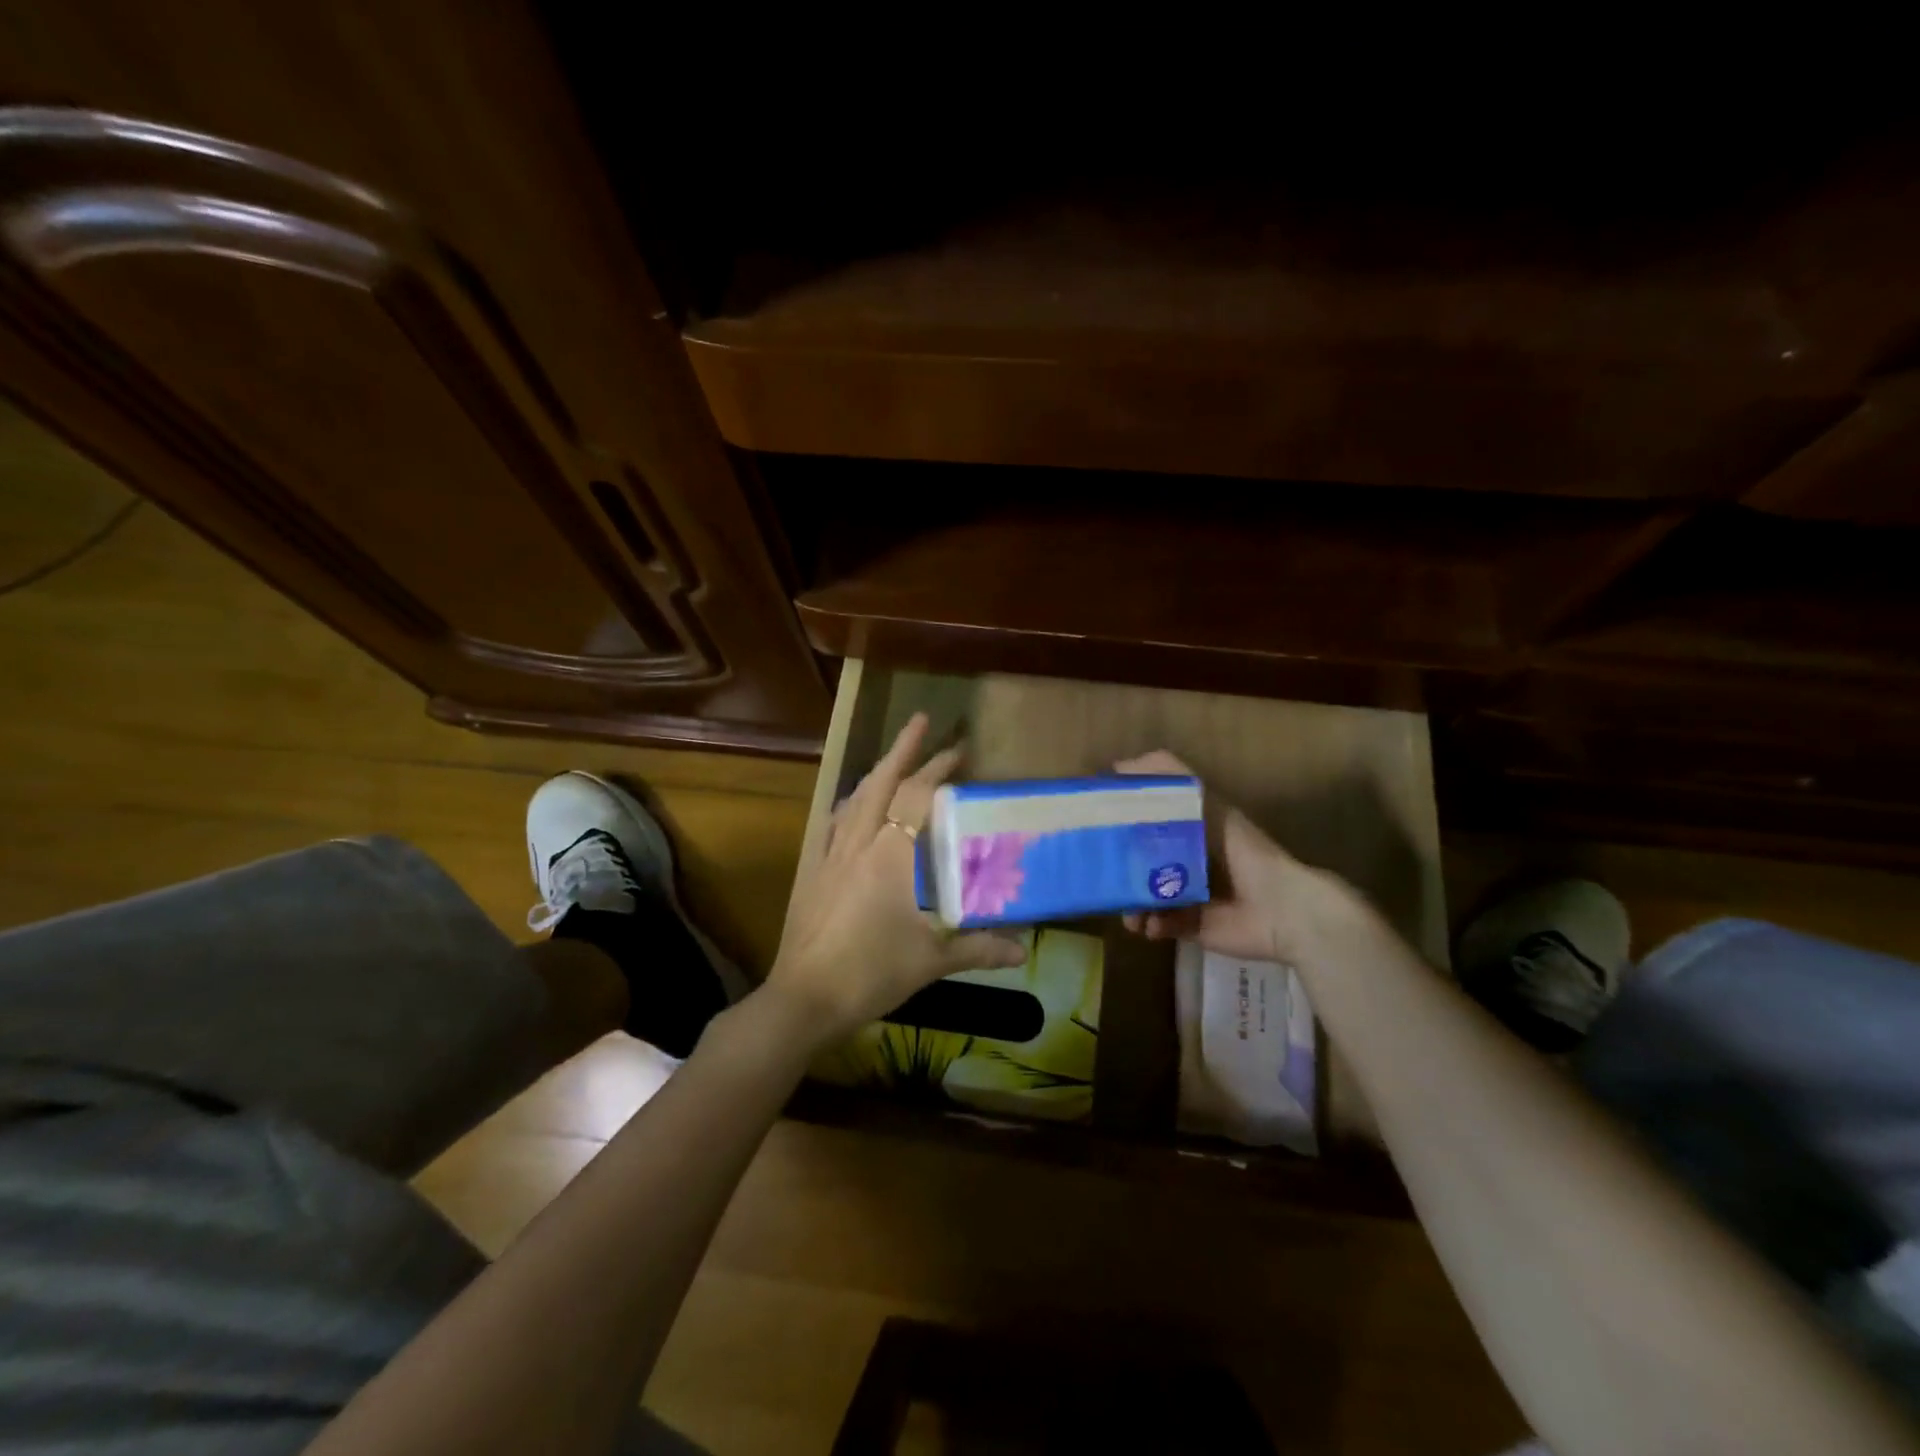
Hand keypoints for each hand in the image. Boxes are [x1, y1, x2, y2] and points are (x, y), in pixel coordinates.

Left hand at [768, 713, 1027, 1041]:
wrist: (805, 997)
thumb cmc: (871, 973)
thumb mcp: (931, 960)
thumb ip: (979, 948)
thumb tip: (1024, 949)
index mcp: (890, 855)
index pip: (917, 797)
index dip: (938, 769)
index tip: (960, 750)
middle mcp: (858, 842)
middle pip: (882, 783)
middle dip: (905, 751)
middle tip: (924, 724)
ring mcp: (830, 853)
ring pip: (854, 797)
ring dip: (877, 771)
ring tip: (894, 758)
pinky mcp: (812, 869)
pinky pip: (832, 821)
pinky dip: (850, 803)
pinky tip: (854, 805)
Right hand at [1114, 750, 1363, 966]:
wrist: (1281, 908)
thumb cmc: (1241, 848)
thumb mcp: (1204, 802)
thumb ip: (1170, 776)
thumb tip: (1119, 765)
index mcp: (1187, 829)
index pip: (1144, 821)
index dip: (1121, 821)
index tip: (1095, 822)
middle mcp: (1184, 860)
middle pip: (1139, 861)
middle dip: (1120, 870)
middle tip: (1101, 874)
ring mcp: (1186, 895)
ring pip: (1143, 896)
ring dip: (1131, 904)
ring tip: (1128, 912)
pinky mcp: (1192, 926)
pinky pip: (1159, 924)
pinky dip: (1150, 924)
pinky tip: (1148, 925)